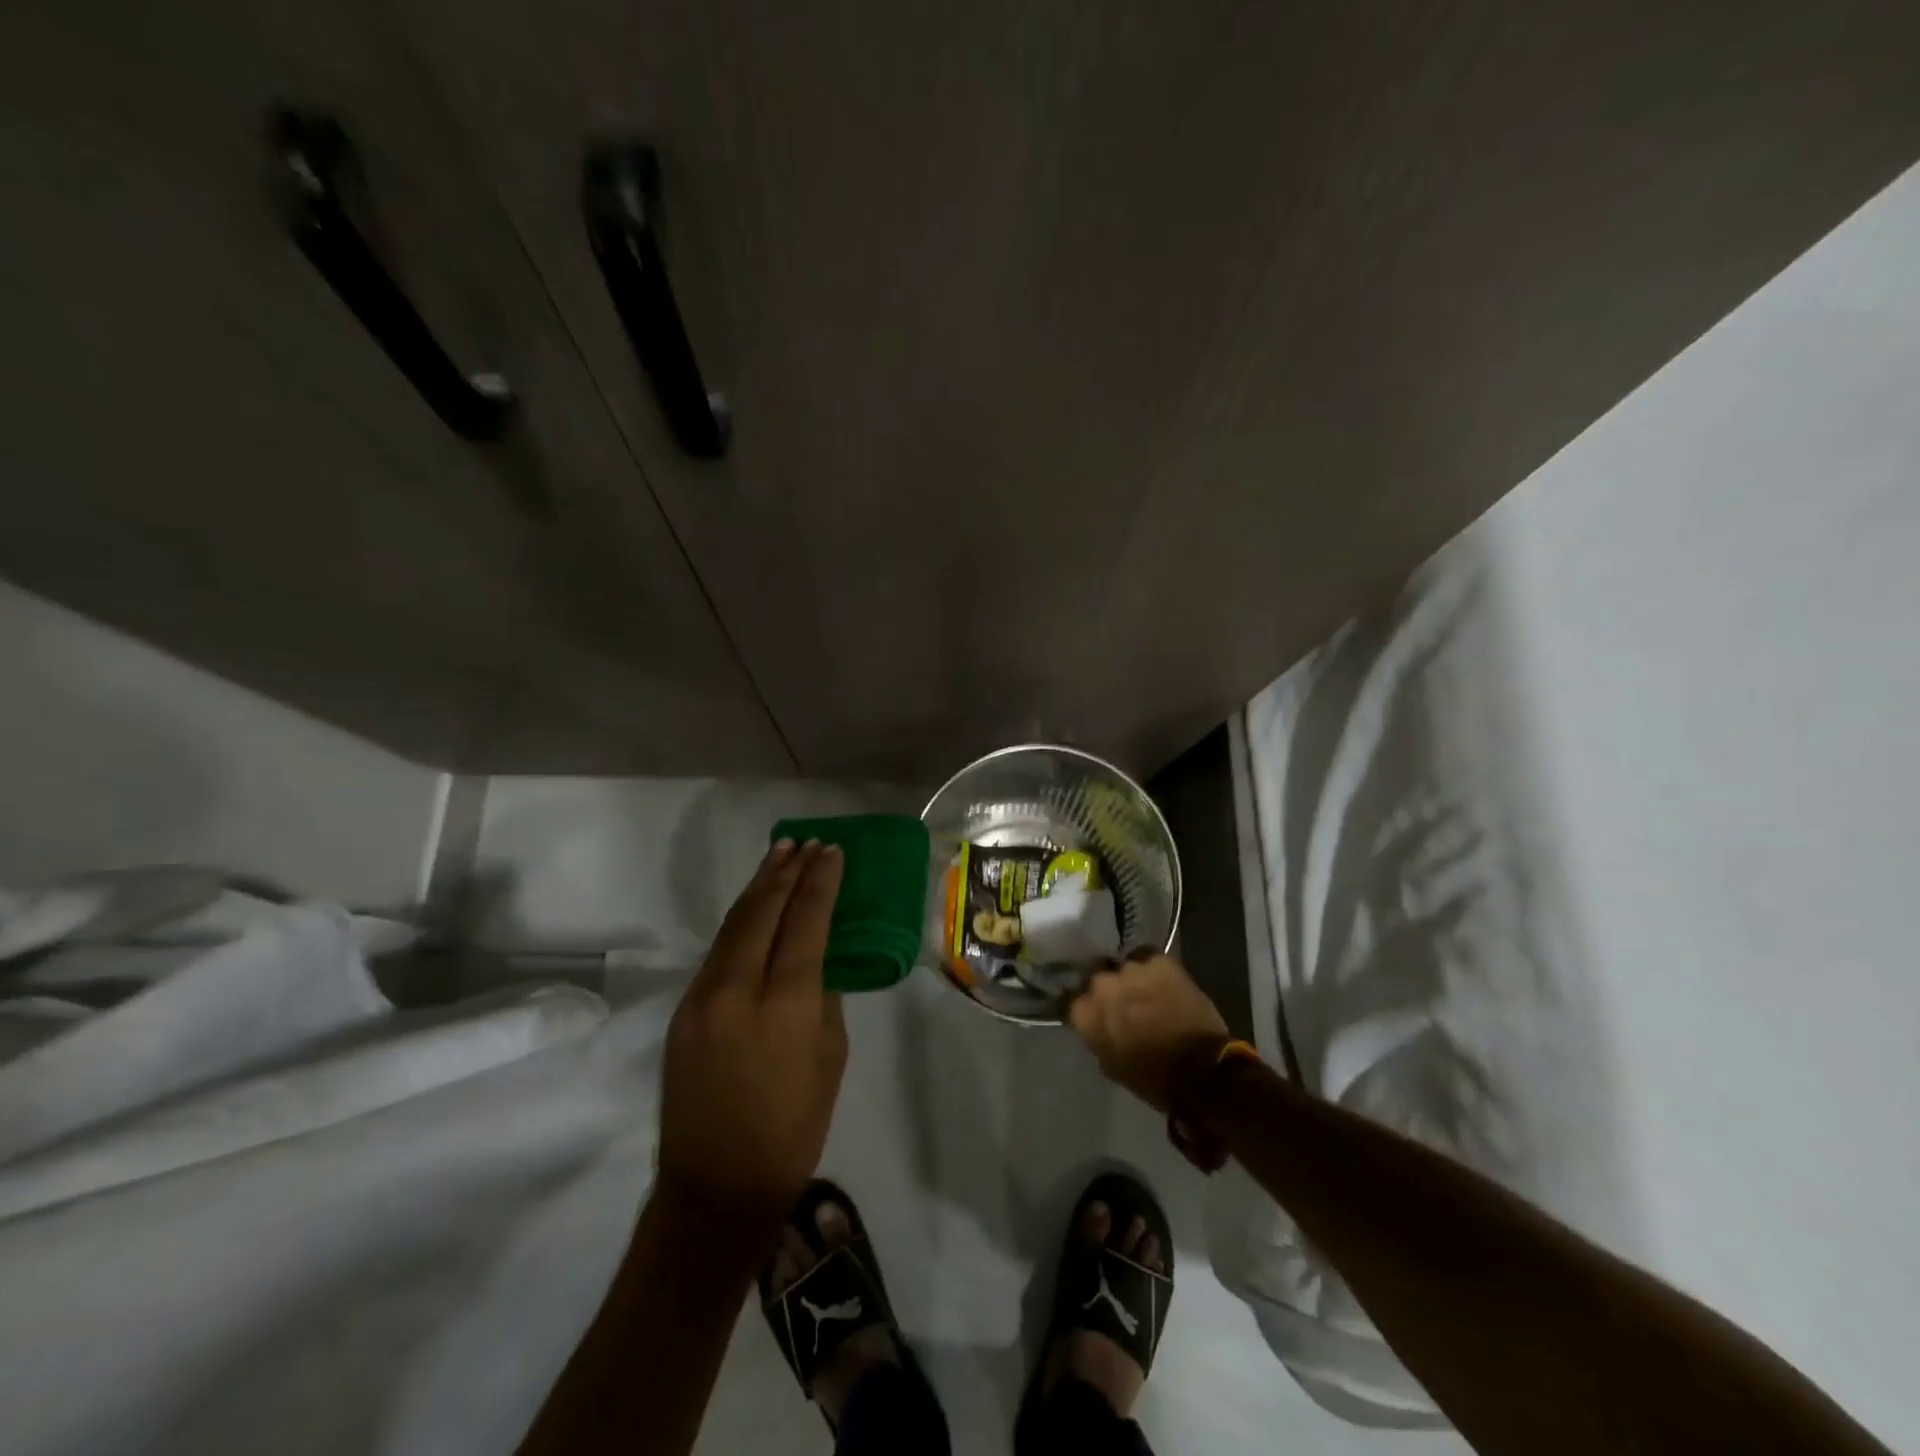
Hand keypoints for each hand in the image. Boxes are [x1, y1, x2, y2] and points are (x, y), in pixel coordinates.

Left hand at [656, 840, 847, 1226]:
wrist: (717, 1185)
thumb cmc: (794, 1127)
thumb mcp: (830, 1057)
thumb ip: (823, 997)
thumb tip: (816, 961)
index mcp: (786, 1004)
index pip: (806, 922)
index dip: (820, 882)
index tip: (832, 852)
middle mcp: (739, 989)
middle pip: (763, 911)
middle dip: (787, 872)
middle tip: (805, 843)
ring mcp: (703, 996)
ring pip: (734, 924)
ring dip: (759, 887)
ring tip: (780, 856)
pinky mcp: (683, 1009)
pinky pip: (718, 950)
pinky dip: (741, 919)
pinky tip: (754, 906)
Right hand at [1067, 951, 1227, 1111]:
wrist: (1200, 1071)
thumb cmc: (1152, 1079)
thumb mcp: (1112, 1064)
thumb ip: (1097, 1036)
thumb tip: (1098, 1025)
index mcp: (1084, 1014)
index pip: (1069, 999)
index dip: (1082, 1004)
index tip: (1091, 1010)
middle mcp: (1100, 985)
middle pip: (1096, 978)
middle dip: (1106, 989)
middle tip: (1121, 1001)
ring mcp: (1129, 969)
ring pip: (1122, 966)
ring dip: (1130, 978)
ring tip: (1144, 989)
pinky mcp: (1157, 960)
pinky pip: (1146, 956)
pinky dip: (1151, 967)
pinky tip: (1161, 977)